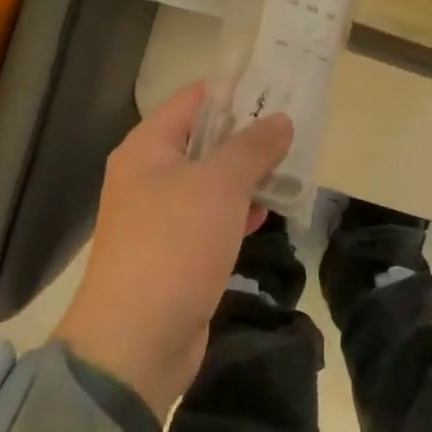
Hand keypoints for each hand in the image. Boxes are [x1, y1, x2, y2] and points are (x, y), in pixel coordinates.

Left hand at [55, 84, 293, 415]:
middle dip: (248, 137)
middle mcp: (149, 176)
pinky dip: (239, 212)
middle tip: (295, 132)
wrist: (136, 341)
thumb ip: (252, 148)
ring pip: (211, 183)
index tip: (278, 90)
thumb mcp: (219, 185)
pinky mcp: (176, 253)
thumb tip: (280, 120)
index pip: (193, 100)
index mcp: (148, 148)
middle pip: (204, 141)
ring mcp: (161, 217)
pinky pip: (212, 219)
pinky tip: (268, 214)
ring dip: (248, 177)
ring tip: (293, 169)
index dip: (234, 92)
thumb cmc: (174, 245)